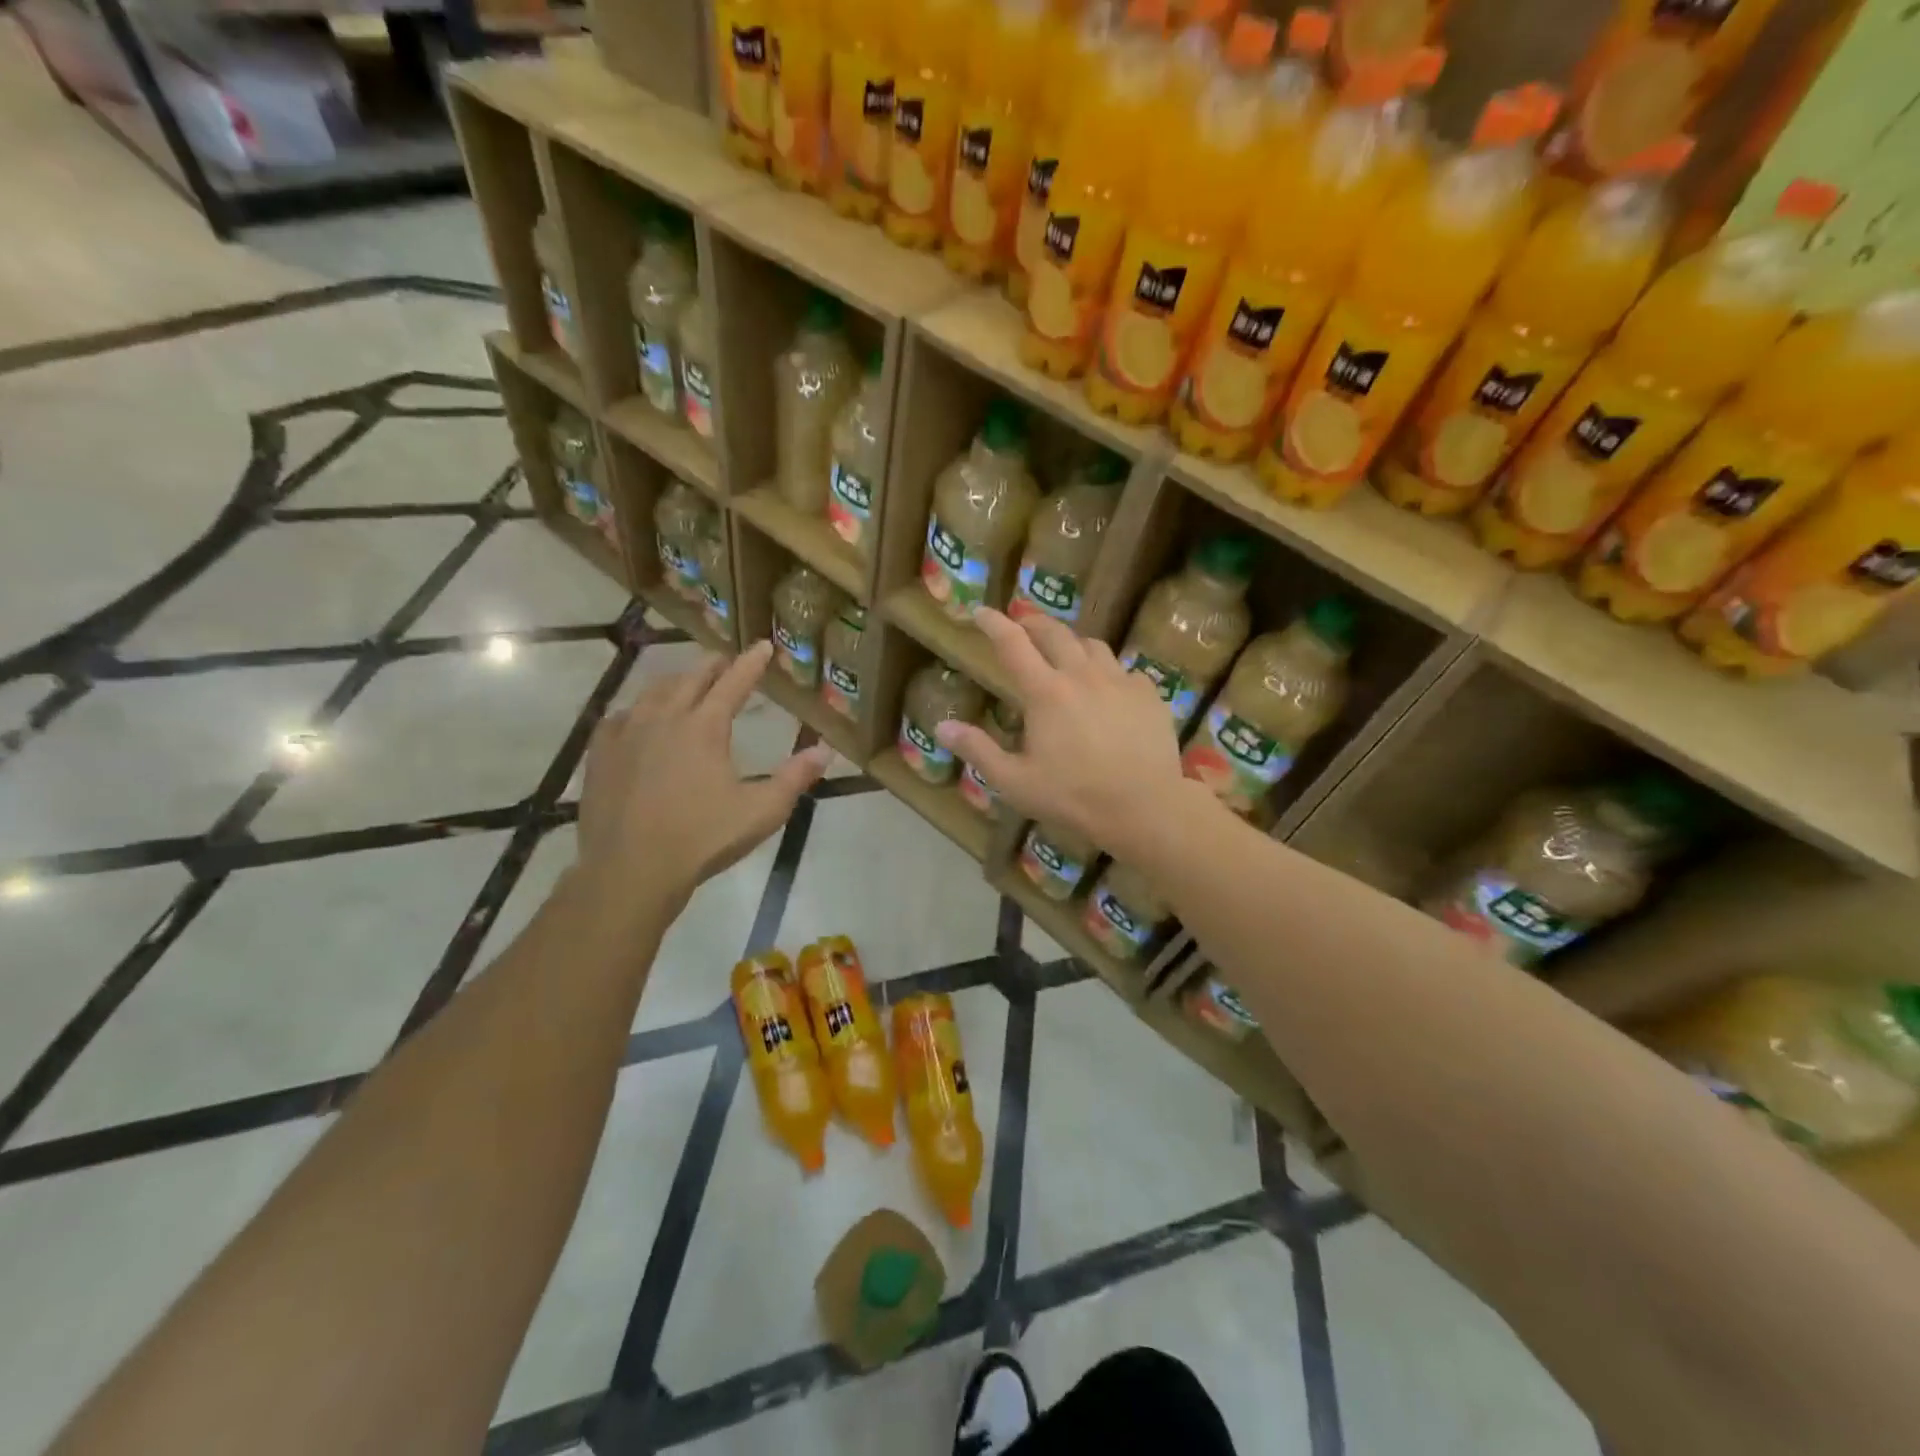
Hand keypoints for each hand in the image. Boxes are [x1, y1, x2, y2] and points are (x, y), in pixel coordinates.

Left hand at [577, 641, 831, 907]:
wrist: (631, 869)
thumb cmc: (703, 838)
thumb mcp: (762, 811)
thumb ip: (796, 777)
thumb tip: (826, 750)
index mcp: (705, 726)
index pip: (734, 682)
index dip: (751, 662)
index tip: (763, 645)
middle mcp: (665, 718)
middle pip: (691, 678)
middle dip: (712, 666)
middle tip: (725, 661)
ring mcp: (627, 733)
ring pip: (653, 692)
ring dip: (675, 683)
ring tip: (685, 685)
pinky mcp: (601, 754)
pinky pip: (620, 717)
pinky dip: (637, 710)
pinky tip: (637, 719)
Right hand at [934, 608, 1197, 856]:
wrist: (1144, 807)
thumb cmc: (1073, 796)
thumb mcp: (1015, 781)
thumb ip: (978, 751)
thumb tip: (942, 728)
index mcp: (1045, 692)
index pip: (1012, 644)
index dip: (993, 624)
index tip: (980, 612)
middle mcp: (1082, 675)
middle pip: (1055, 633)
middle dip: (1033, 623)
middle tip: (1023, 625)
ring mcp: (1119, 681)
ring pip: (1093, 646)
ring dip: (1072, 644)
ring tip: (1066, 654)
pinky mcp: (1148, 694)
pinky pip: (1124, 670)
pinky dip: (1109, 672)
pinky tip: (1108, 689)